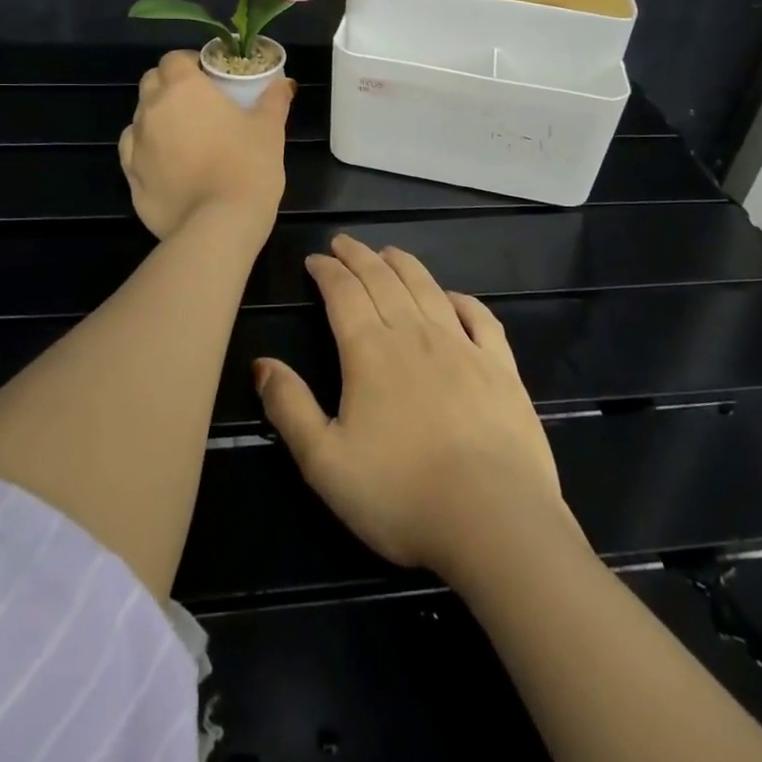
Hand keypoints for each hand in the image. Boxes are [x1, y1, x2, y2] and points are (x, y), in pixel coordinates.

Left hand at [118, 50, 291, 238]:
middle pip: (151, 83)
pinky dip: (148, 152)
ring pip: (139, 118)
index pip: (174, 59)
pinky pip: (134, 153)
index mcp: (183, 88)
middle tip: (198, 104)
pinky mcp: (131, 178)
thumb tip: (284, 83)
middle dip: (170, 86)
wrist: (219, 225)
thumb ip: (274, 100)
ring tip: (184, 138)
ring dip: (157, 119)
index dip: (190, 63)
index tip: (209, 77)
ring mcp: (136, 145)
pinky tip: (169, 165)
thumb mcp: (269, 129)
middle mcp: (152, 110)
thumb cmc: (248, 166)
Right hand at [252, 236, 567, 579]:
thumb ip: (289, 408)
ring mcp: (462, 346)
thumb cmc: (400, 495)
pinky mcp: (500, 366)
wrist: (493, 519)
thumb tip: (261, 364)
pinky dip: (462, 299)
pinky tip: (452, 296)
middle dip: (359, 257)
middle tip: (344, 243)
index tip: (315, 259)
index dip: (327, 272)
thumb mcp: (324, 462)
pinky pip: (480, 318)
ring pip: (427, 288)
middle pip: (383, 280)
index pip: (343, 294)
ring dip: (404, 265)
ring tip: (389, 252)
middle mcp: (415, 334)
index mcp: (370, 351)